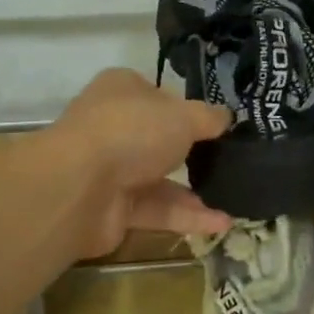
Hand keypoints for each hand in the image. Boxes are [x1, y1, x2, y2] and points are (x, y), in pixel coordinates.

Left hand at [45, 68, 233, 255]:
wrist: (78, 188)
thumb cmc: (132, 131)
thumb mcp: (183, 116)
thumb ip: (209, 118)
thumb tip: (227, 117)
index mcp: (123, 91)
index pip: (158, 95)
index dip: (187, 107)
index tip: (218, 124)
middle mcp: (114, 127)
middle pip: (159, 138)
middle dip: (193, 152)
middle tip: (231, 161)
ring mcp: (111, 169)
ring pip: (160, 179)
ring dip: (196, 191)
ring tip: (235, 197)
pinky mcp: (114, 208)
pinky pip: (157, 210)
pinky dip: (187, 216)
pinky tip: (223, 223)